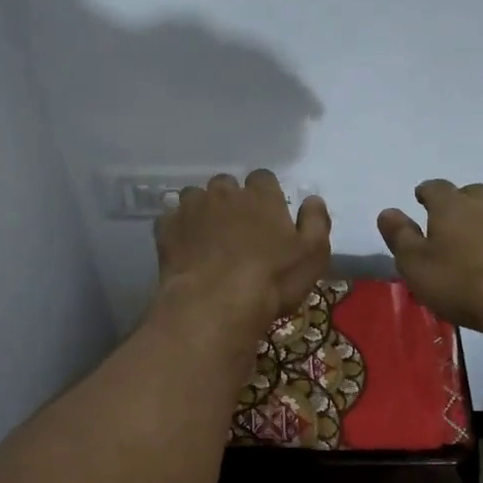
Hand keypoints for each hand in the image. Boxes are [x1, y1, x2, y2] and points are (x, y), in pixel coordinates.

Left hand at [154, 170, 331, 331]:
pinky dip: (177, 228)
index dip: (265, 195)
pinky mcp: (167, 229)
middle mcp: (224, 193)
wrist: (216, 303)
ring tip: (207, 237)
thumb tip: (312, 200)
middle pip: (226, 184)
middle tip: (236, 229)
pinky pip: (170, 219)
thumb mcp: (313, 254)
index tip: (267, 215)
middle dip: (230, 200)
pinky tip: (184, 247)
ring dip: (202, 210)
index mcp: (261, 195)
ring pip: (195, 196)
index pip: (263, 178)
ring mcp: (192, 208)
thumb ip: (316, 221)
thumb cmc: (272, 280)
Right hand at [377, 180, 482, 332]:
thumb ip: (399, 236)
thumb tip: (387, 211)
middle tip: (449, 220)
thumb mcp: (414, 264)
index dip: (426, 191)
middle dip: (460, 202)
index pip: (436, 187)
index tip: (420, 198)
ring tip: (477, 244)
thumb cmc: (458, 283)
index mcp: (452, 207)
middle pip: (472, 193)